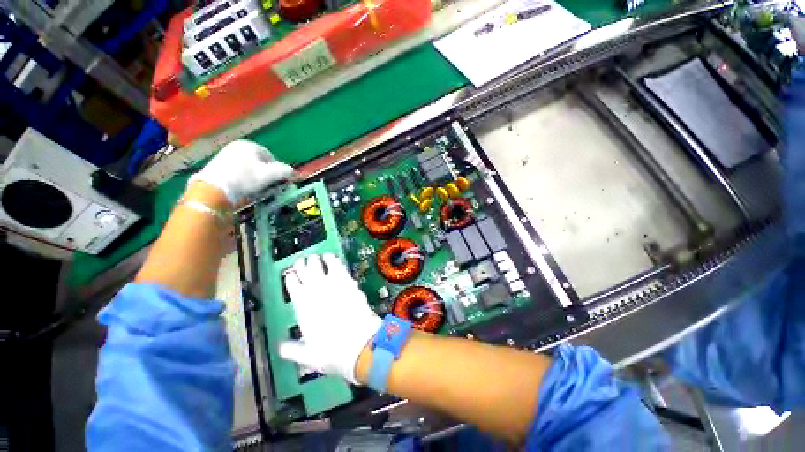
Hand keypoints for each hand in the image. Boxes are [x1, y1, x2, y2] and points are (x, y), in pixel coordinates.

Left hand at [189, 140, 292, 204]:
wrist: (214, 188)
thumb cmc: (245, 178)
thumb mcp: (269, 175)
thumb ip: (284, 171)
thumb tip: (291, 171)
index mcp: (250, 145)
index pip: (270, 156)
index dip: (278, 169)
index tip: (279, 181)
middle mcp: (237, 146)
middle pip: (259, 162)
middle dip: (266, 175)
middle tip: (268, 186)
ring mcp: (225, 155)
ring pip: (249, 168)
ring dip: (256, 178)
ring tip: (256, 190)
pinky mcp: (217, 165)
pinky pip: (237, 171)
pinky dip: (244, 179)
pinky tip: (244, 188)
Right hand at [279, 254, 381, 384]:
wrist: (359, 342)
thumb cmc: (332, 351)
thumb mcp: (308, 356)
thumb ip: (292, 350)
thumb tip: (280, 346)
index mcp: (302, 307)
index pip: (292, 286)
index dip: (291, 278)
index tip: (290, 274)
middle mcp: (314, 291)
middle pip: (305, 271)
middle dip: (302, 265)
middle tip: (303, 261)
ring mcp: (331, 284)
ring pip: (319, 265)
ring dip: (316, 260)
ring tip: (316, 257)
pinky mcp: (347, 280)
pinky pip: (337, 265)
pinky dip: (332, 259)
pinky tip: (331, 257)